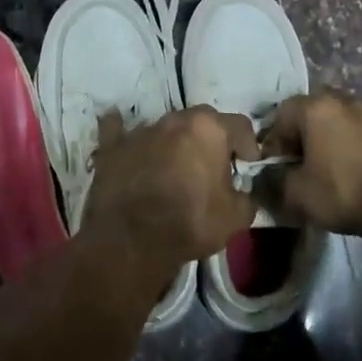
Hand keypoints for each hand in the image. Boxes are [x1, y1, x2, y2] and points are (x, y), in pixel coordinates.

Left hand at [79, 107, 259, 266]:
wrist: (132, 240)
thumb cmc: (190, 223)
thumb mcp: (236, 218)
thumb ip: (246, 197)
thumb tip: (242, 192)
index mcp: (208, 129)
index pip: (240, 125)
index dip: (248, 145)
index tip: (247, 164)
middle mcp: (174, 120)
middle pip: (201, 120)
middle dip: (211, 138)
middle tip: (213, 165)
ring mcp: (141, 131)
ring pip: (165, 128)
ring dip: (174, 142)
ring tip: (175, 167)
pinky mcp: (113, 146)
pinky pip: (118, 131)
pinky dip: (124, 133)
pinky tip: (125, 136)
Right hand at [261, 91, 361, 239]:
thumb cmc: (344, 193)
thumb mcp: (297, 194)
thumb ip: (275, 180)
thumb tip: (268, 175)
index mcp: (318, 108)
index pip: (283, 114)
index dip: (275, 140)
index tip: (278, 165)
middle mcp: (347, 101)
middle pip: (316, 110)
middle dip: (307, 133)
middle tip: (306, 162)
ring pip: (346, 118)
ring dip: (337, 136)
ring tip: (337, 166)